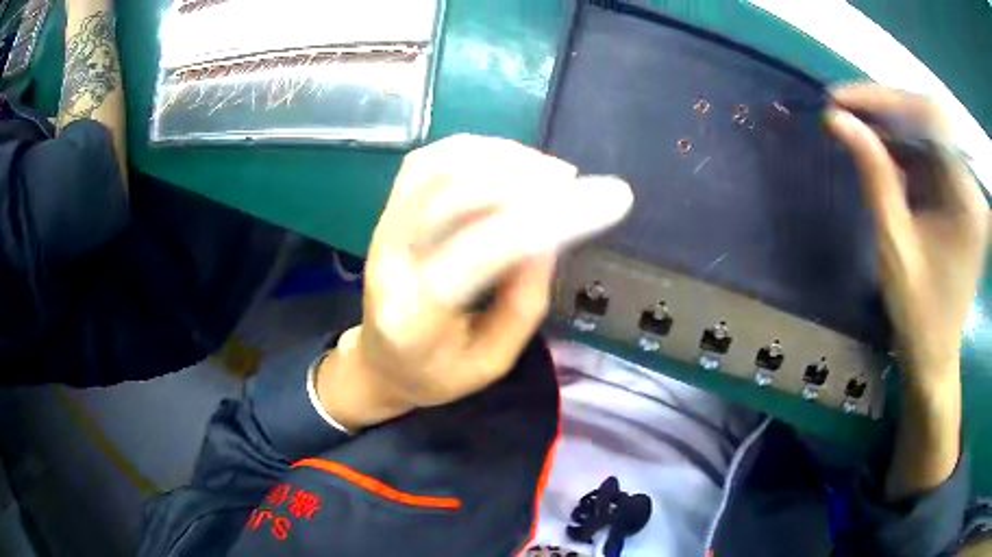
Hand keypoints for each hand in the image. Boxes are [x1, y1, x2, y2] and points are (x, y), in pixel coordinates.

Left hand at [317, 135, 632, 429]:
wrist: (379, 361)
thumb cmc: (436, 373)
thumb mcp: (491, 362)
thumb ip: (523, 303)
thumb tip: (550, 236)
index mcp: (415, 317)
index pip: (480, 253)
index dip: (545, 219)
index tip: (605, 200)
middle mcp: (390, 261)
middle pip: (453, 196)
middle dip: (523, 179)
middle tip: (574, 183)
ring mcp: (383, 228)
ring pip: (439, 167)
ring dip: (500, 157)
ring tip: (549, 170)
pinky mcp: (388, 210)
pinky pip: (427, 160)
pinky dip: (472, 149)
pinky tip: (507, 159)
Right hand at [825, 85, 988, 386]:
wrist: (935, 355)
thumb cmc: (920, 316)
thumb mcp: (895, 247)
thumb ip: (874, 177)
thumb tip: (837, 120)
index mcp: (967, 200)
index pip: (931, 120)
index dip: (887, 99)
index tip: (842, 99)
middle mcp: (970, 184)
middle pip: (928, 120)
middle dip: (884, 108)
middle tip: (841, 108)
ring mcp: (964, 187)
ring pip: (925, 133)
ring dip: (888, 126)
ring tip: (851, 126)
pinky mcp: (956, 193)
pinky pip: (926, 154)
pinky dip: (898, 147)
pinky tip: (874, 149)